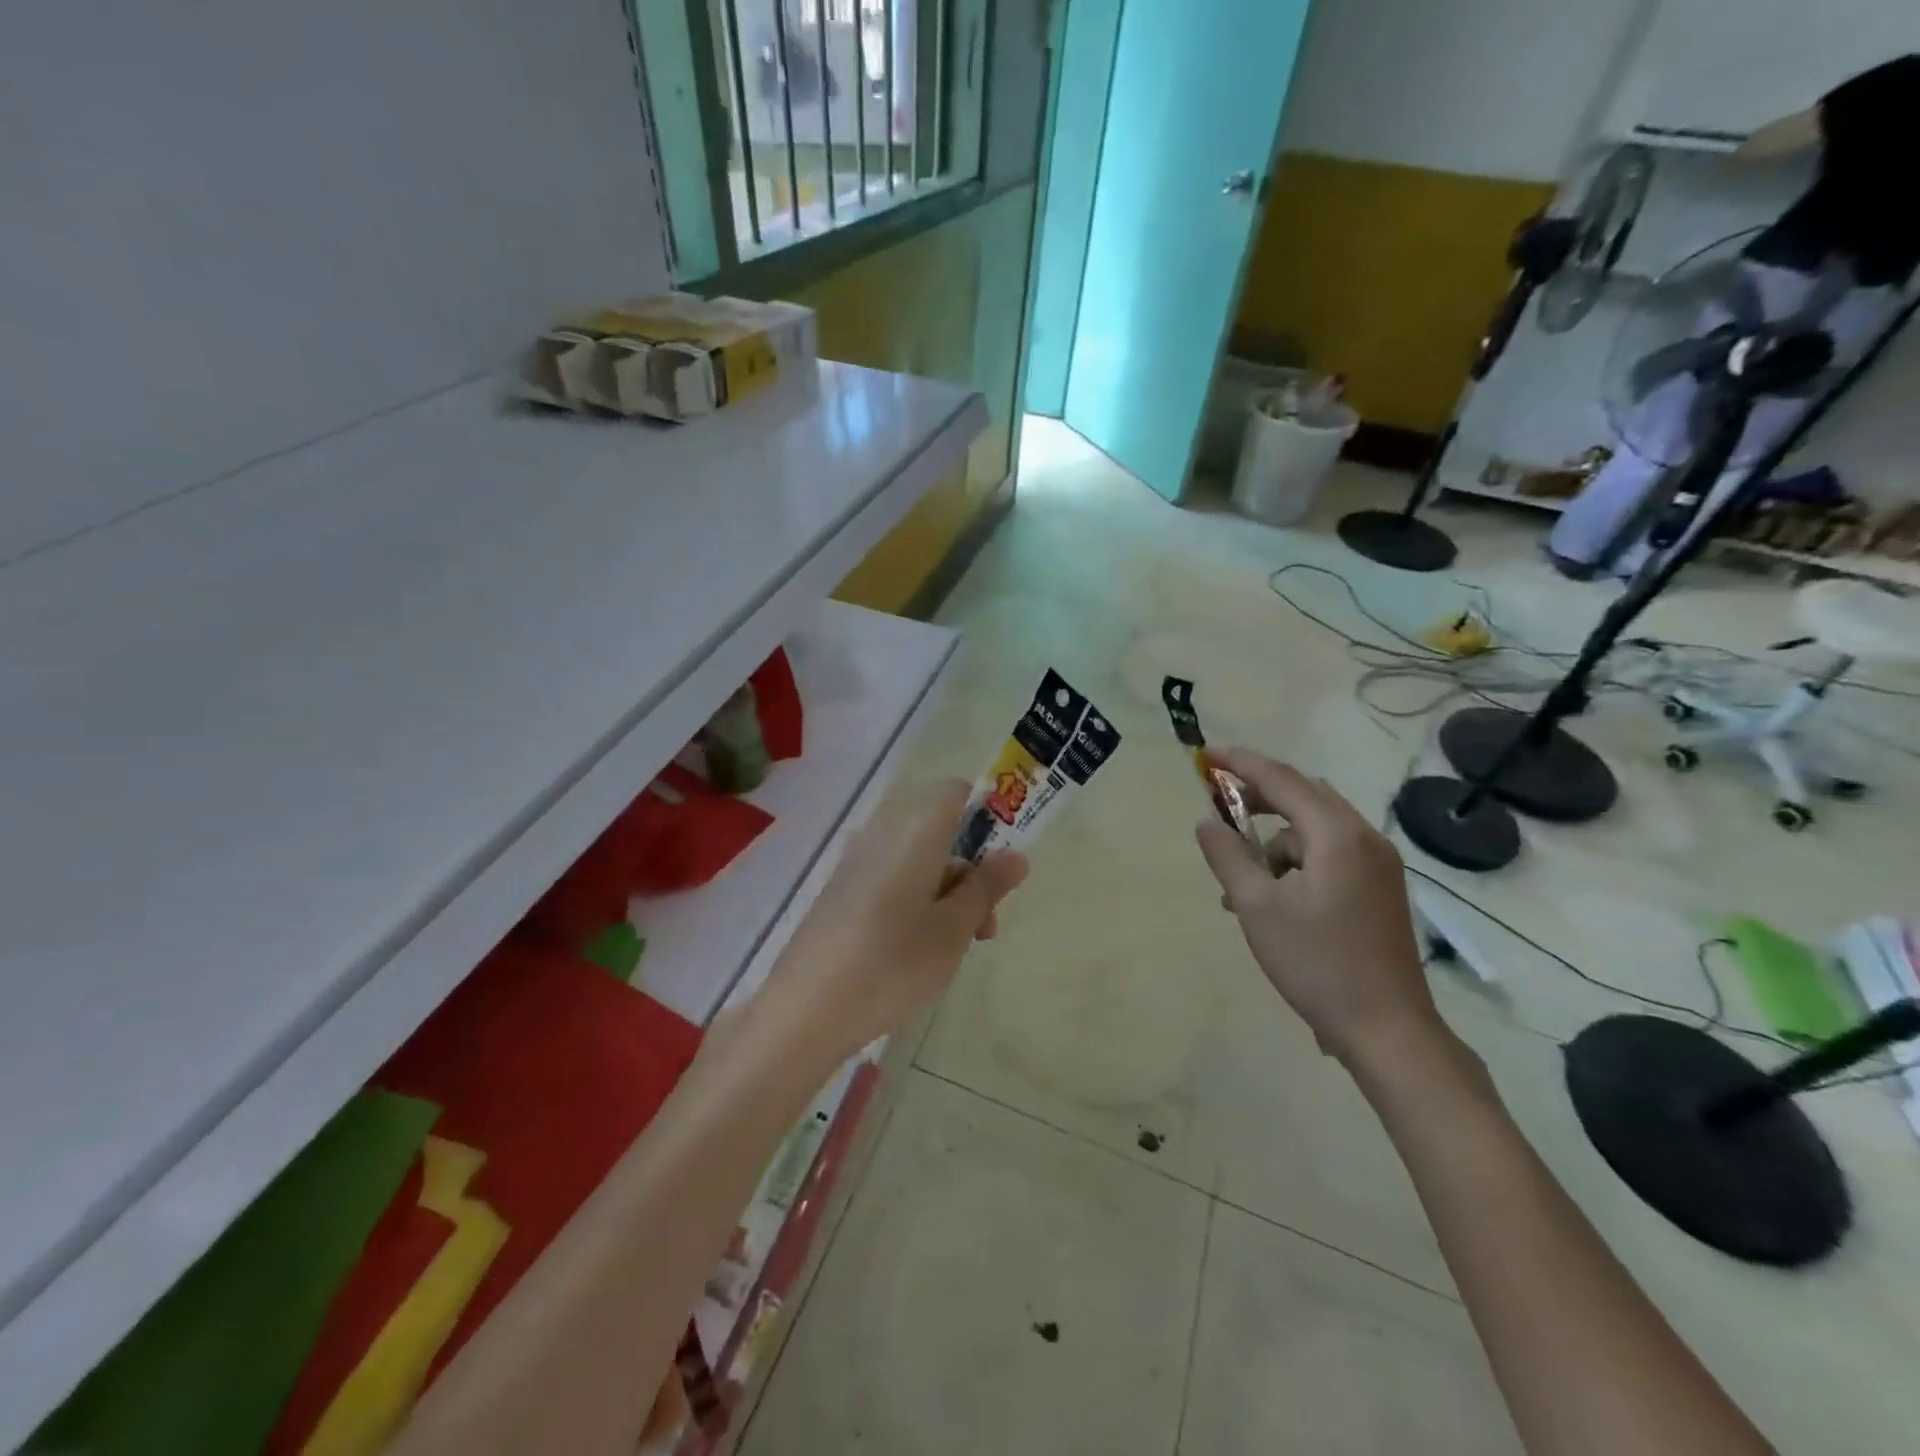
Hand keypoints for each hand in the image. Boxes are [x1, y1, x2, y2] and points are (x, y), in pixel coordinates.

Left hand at [760, 779, 1027, 1062]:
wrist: (805, 1011)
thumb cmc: (892, 964)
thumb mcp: (953, 929)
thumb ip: (986, 887)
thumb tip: (1015, 856)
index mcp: (914, 831)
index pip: (956, 792)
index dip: (986, 815)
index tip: (1000, 862)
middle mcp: (882, 834)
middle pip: (939, 830)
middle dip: (971, 869)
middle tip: (985, 925)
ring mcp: (856, 863)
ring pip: (917, 860)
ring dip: (946, 892)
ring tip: (955, 948)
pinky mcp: (840, 891)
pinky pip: (891, 879)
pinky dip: (915, 901)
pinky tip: (915, 950)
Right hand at [1194, 748, 1440, 1069]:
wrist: (1387, 1029)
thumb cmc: (1316, 964)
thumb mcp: (1257, 907)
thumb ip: (1228, 855)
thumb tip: (1207, 821)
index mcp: (1337, 835)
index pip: (1281, 780)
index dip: (1239, 763)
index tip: (1204, 755)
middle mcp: (1364, 838)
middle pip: (1302, 796)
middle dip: (1256, 796)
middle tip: (1217, 806)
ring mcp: (1378, 864)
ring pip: (1314, 829)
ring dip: (1273, 841)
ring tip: (1241, 883)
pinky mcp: (1380, 888)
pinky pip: (1329, 853)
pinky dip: (1296, 861)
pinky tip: (1274, 898)